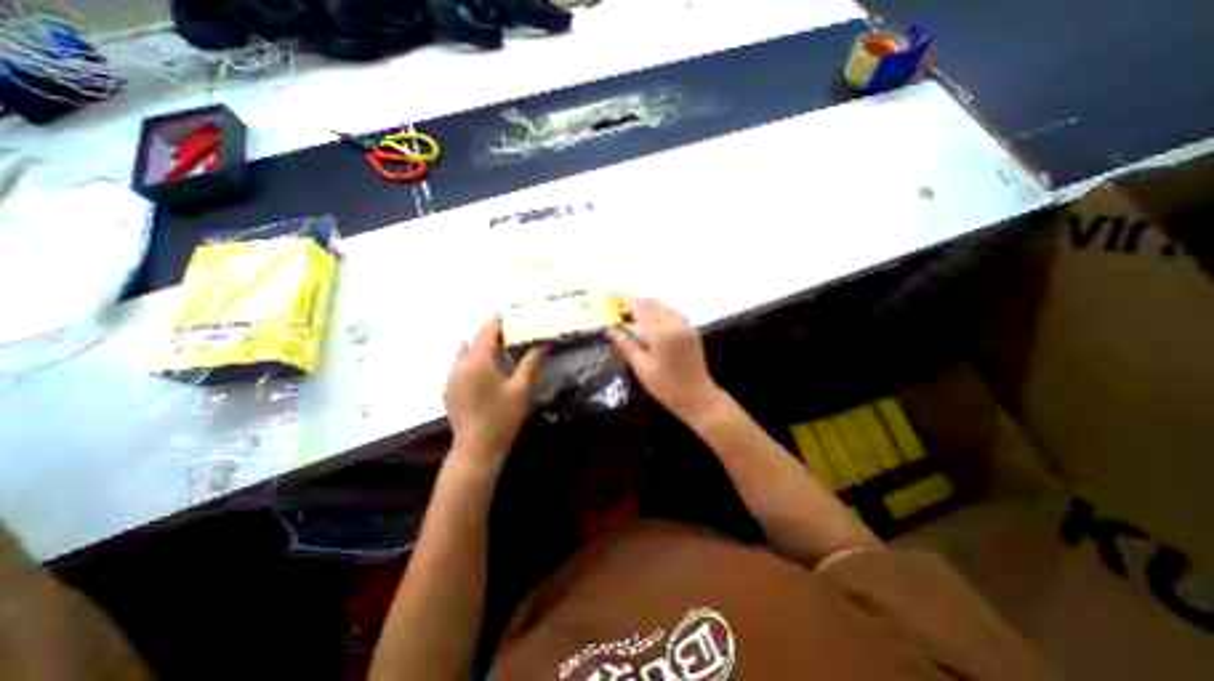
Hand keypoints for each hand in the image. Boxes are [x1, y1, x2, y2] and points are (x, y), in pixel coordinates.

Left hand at [445, 313, 547, 466]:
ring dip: (481, 346)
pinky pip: (460, 365)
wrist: (476, 450)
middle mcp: (459, 366)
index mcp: (476, 363)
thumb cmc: (501, 418)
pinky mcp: (450, 390)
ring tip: (500, 346)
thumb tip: (545, 344)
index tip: (509, 311)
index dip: (497, 319)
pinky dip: (473, 358)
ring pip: (465, 352)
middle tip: (511, 329)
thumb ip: (531, 363)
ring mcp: (451, 378)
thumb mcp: (521, 390)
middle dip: (491, 332)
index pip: (485, 332)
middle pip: (474, 340)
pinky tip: (487, 367)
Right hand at [603, 296, 717, 423]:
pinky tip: (648, 321)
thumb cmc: (666, 386)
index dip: (624, 299)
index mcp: (662, 332)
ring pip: (663, 307)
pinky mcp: (691, 332)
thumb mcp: (642, 367)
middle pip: (652, 304)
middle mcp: (675, 324)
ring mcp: (686, 326)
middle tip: (615, 306)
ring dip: (646, 307)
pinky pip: (672, 314)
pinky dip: (658, 312)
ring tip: (628, 314)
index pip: (640, 308)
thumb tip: (610, 330)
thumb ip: (626, 345)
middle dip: (633, 302)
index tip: (610, 293)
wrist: (698, 398)